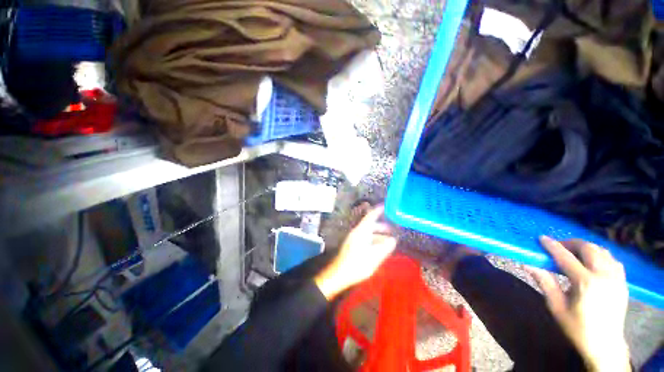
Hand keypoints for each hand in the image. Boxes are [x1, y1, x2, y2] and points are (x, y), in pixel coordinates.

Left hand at [314, 206, 395, 299]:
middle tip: (393, 229)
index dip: (378, 211)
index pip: (370, 216)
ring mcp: (354, 239)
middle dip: (382, 226)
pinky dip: (373, 240)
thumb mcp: (374, 257)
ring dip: (378, 235)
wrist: (339, 274)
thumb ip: (384, 248)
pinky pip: (365, 238)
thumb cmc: (357, 264)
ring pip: (368, 233)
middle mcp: (357, 232)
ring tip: (389, 240)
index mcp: (361, 231)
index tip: (386, 207)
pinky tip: (379, 248)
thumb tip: (393, 240)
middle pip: (370, 225)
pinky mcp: (353, 245)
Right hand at [528, 237, 629, 371]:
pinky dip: (601, 256)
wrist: (605, 345)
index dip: (552, 246)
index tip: (542, 238)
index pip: (565, 257)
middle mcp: (603, 275)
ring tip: (575, 253)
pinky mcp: (623, 282)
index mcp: (585, 282)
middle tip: (559, 247)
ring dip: (587, 248)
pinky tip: (593, 262)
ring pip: (602, 251)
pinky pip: (612, 260)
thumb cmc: (577, 327)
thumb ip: (545, 283)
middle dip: (571, 243)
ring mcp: (616, 278)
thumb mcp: (556, 306)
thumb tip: (528, 265)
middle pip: (588, 248)